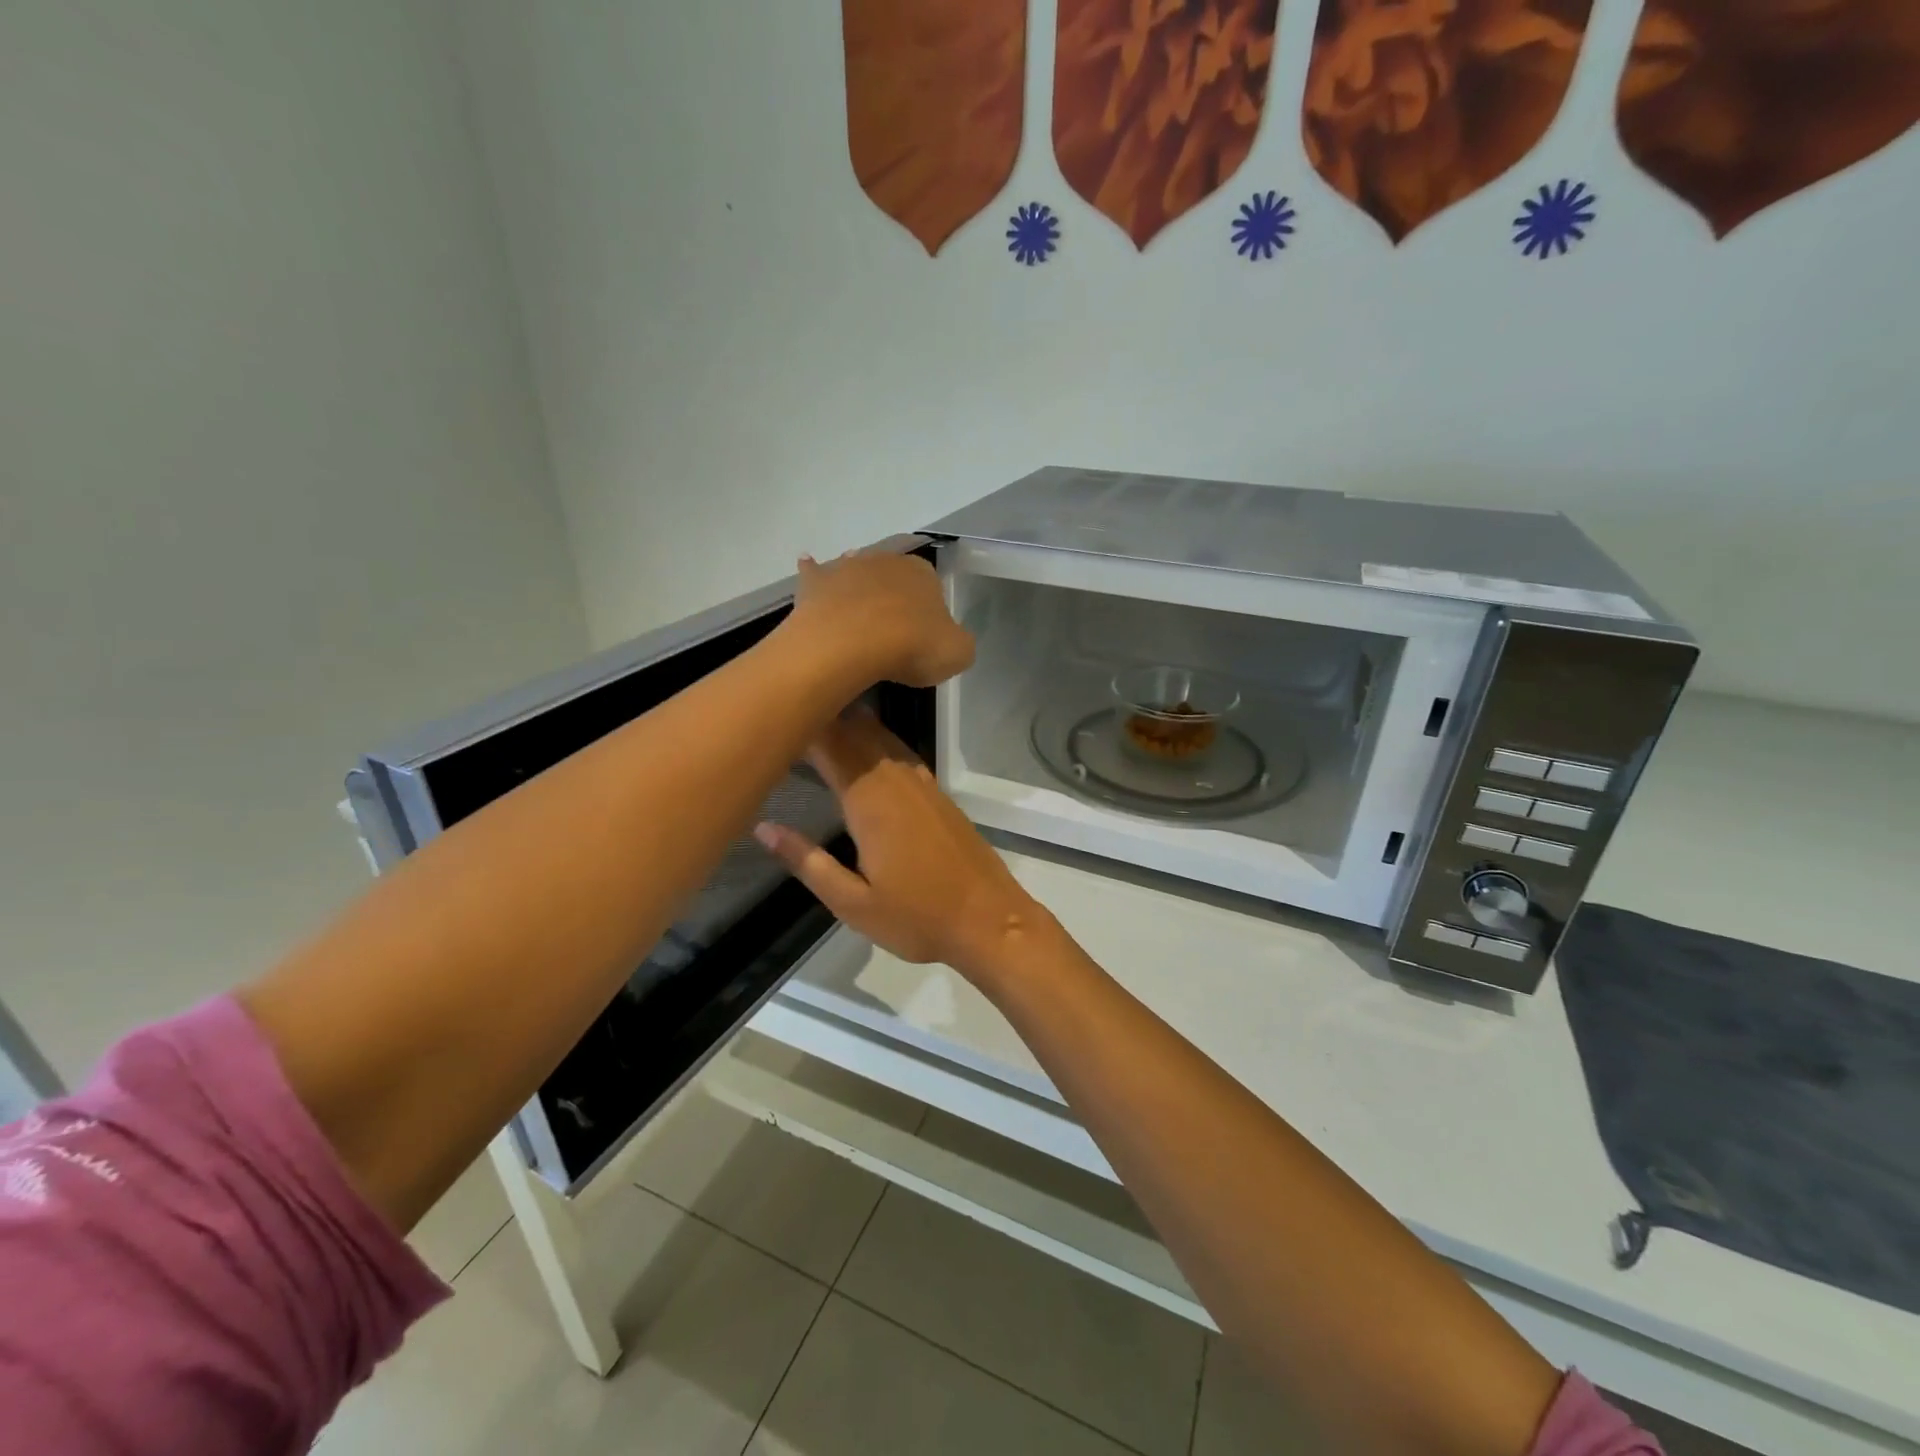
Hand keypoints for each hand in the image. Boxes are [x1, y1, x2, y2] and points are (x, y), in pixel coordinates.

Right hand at [755, 711, 1051, 984]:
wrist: (990, 920)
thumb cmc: (917, 918)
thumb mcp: (852, 903)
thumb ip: (807, 861)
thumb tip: (764, 827)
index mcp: (870, 800)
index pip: (829, 744)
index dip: (801, 725)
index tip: (771, 723)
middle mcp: (896, 779)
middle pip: (855, 730)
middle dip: (821, 718)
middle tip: (784, 721)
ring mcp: (921, 782)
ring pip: (880, 735)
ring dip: (848, 725)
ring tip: (815, 726)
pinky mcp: (937, 793)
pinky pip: (899, 752)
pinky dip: (875, 742)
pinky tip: (863, 753)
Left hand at [786, 549, 974, 688]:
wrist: (851, 644)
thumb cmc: (911, 646)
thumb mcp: (957, 653)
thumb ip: (958, 643)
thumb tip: (948, 641)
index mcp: (923, 572)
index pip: (932, 588)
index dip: (928, 615)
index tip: (922, 641)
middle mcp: (885, 560)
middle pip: (893, 580)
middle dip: (893, 601)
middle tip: (891, 637)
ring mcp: (846, 568)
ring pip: (856, 575)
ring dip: (858, 593)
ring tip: (857, 623)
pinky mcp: (815, 583)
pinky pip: (815, 575)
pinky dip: (814, 575)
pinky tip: (811, 576)